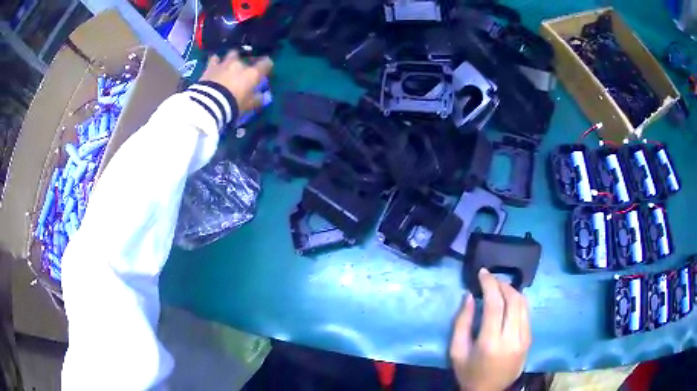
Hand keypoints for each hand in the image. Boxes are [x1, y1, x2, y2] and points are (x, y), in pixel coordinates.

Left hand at [200, 51, 272, 112]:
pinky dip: (216, 60)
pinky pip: (214, 59)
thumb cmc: (233, 105)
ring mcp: (225, 63)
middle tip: (243, 71)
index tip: (266, 70)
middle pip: (247, 58)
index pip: (266, 63)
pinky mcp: (210, 67)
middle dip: (246, 63)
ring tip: (230, 65)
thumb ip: (257, 99)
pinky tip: (215, 64)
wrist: (209, 104)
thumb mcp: (248, 106)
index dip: (267, 65)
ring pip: (232, 54)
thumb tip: (262, 96)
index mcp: (252, 73)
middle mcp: (240, 64)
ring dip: (232, 59)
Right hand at [450, 268, 530, 390]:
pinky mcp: (529, 340)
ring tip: (500, 287)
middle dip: (502, 284)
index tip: (482, 272)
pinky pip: (526, 313)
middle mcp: (512, 337)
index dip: (489, 284)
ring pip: (523, 304)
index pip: (495, 304)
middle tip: (490, 279)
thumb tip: (469, 296)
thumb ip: (461, 322)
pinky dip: (518, 302)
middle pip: (513, 300)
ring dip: (512, 291)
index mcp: (490, 342)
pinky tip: (509, 302)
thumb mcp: (457, 351)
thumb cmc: (469, 372)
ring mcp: (524, 338)